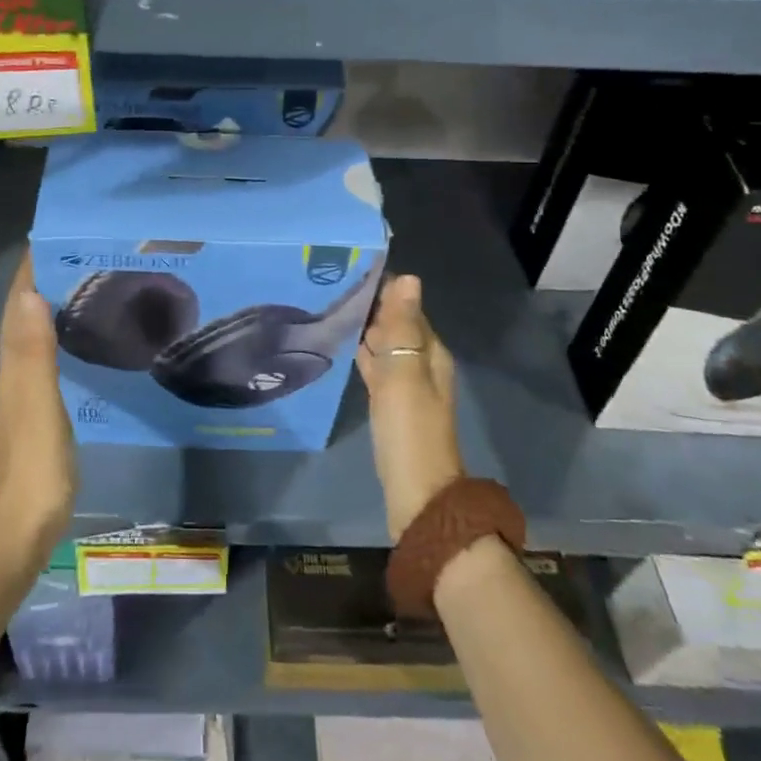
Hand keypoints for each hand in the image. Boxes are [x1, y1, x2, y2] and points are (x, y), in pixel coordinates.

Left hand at [0, 253, 75, 564]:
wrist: (26, 526)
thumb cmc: (36, 464)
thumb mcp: (39, 404)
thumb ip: (34, 351)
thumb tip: (29, 293)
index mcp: (13, 365)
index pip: (17, 304)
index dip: (29, 270)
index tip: (53, 236)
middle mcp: (14, 372)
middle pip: (22, 315)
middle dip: (43, 280)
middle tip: (79, 254)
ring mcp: (25, 393)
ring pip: (34, 335)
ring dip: (51, 306)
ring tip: (85, 284)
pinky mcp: (39, 411)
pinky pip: (47, 358)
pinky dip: (59, 336)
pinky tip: (81, 339)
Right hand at [356, 275, 463, 539]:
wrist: (416, 493)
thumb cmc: (409, 429)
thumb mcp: (404, 373)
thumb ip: (403, 326)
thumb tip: (408, 277)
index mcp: (431, 353)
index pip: (408, 308)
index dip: (385, 290)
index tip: (350, 268)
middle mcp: (422, 365)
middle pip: (397, 326)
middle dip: (371, 307)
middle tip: (331, 284)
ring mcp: (406, 387)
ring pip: (385, 347)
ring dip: (365, 330)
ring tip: (330, 309)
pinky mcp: (391, 406)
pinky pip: (377, 369)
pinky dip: (363, 355)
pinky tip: (343, 348)